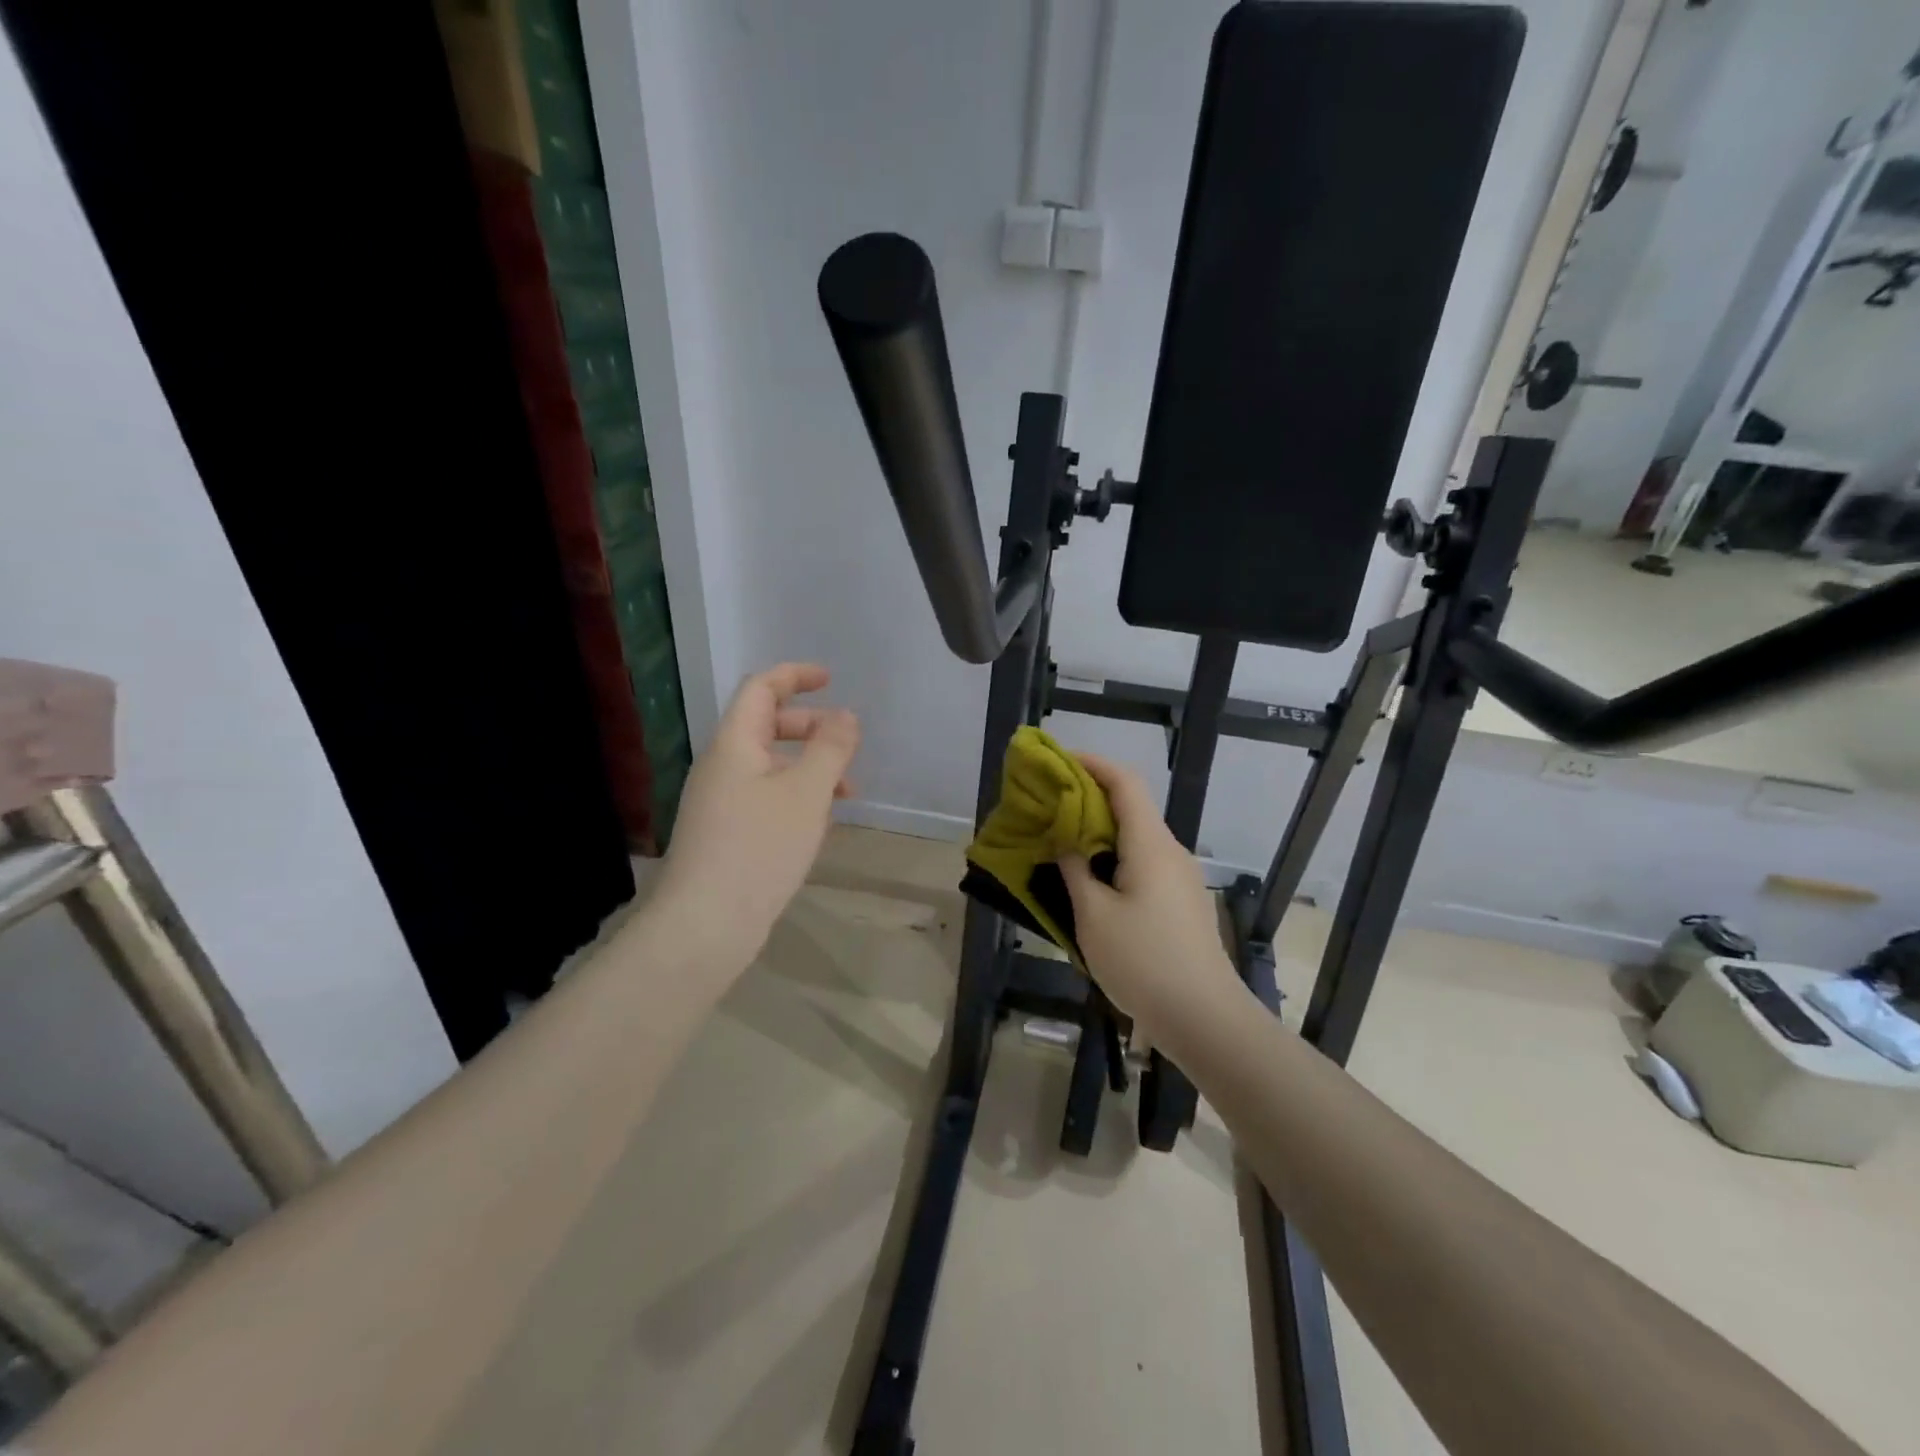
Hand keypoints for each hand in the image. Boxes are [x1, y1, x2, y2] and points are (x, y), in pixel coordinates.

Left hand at [654, 663, 860, 968]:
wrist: (705, 925)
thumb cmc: (759, 847)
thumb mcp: (807, 792)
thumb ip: (830, 748)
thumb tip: (845, 716)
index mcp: (735, 744)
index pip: (761, 689)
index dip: (795, 676)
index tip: (830, 679)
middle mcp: (722, 766)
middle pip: (766, 725)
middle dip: (810, 727)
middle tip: (846, 744)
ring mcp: (720, 802)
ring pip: (770, 766)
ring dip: (808, 767)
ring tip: (846, 793)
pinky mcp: (726, 834)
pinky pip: (765, 797)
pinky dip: (796, 796)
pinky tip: (818, 824)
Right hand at [1059, 752, 1240, 1033]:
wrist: (1204, 1017)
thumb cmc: (1143, 962)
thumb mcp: (1093, 916)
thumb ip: (1075, 870)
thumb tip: (1066, 840)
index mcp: (1151, 845)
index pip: (1125, 783)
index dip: (1093, 764)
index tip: (1059, 762)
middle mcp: (1171, 852)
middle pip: (1131, 807)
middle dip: (1090, 799)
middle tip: (1049, 806)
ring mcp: (1181, 878)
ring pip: (1137, 838)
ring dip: (1100, 833)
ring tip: (1062, 844)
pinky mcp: (1182, 902)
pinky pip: (1144, 863)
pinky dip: (1114, 858)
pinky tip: (1091, 883)